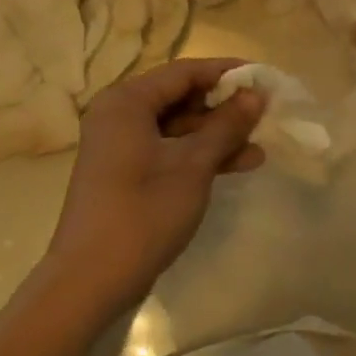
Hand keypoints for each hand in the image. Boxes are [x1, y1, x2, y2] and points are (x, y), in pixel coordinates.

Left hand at [43, 58, 265, 315]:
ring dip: (217, 135)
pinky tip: (237, 165)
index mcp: (127, 101)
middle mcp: (120, 115)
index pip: (184, 71)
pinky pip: (169, 149)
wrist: (89, 284)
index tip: (264, 79)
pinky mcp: (127, 173)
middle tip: (265, 114)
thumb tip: (256, 94)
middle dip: (224, 107)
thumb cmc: (143, 214)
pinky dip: (199, 155)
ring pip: (178, 127)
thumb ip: (226, 125)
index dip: (226, 73)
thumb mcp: (193, 165)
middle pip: (180, 97)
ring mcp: (121, 146)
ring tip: (260, 146)